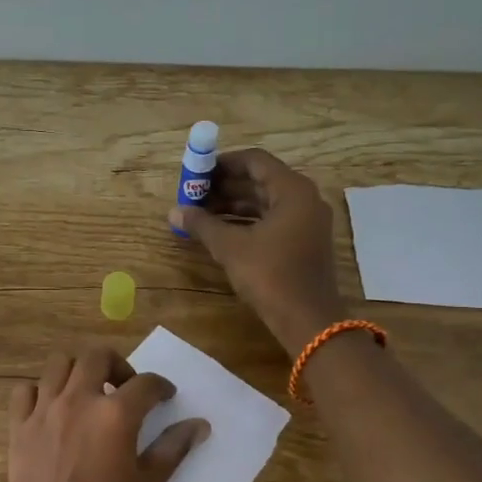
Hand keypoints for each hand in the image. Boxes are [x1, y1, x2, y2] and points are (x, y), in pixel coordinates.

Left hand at [5, 344, 208, 481]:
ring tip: (90, 394)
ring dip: (79, 371)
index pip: (145, 384)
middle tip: (126, 389)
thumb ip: (173, 449)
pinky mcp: (18, 429)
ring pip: (58, 365)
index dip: (161, 387)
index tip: (166, 397)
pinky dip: (40, 391)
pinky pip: (24, 391)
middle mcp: (77, 402)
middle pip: (97, 357)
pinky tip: (53, 410)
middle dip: (118, 366)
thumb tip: (199, 425)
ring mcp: (43, 412)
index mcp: (115, 416)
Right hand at [168, 148, 346, 353]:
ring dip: (233, 206)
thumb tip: (174, 211)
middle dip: (226, 187)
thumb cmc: (270, 275)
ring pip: (265, 203)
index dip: (223, 163)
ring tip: (201, 214)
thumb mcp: (230, 247)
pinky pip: (272, 221)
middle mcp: (305, 200)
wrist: (307, 320)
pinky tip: (221, 232)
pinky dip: (247, 222)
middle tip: (195, 194)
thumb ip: (202, 224)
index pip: (255, 161)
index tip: (198, 173)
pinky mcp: (304, 243)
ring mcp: (307, 222)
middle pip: (260, 181)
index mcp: (293, 190)